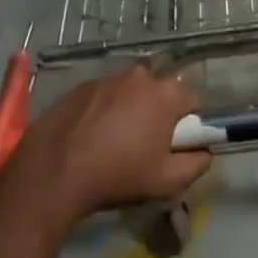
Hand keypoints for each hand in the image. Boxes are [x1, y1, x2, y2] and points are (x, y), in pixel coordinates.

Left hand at [0, 65, 210, 226]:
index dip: (190, 122)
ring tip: (115, 140)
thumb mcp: (167, 182)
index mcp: (166, 94)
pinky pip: (105, 94)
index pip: (194, 99)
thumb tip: (205, 150)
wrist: (53, 173)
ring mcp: (108, 78)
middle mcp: (140, 76)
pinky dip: (105, 109)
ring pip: (132, 91)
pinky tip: (92, 135)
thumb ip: (197, 163)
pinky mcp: (82, 85)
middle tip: (145, 144)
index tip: (176, 144)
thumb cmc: (117, 175)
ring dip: (131, 109)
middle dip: (159, 112)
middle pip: (161, 91)